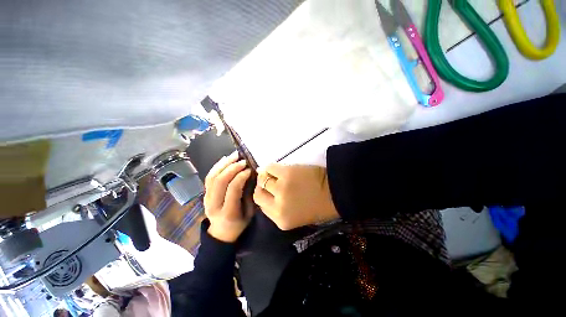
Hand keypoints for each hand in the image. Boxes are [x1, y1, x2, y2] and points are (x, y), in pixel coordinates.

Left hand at [204, 152, 252, 242]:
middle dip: (232, 167)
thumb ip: (249, 194)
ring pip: (212, 177)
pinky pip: (209, 177)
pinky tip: (225, 159)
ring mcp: (206, 199)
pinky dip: (217, 166)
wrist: (222, 233)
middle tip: (243, 160)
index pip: (233, 189)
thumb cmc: (240, 223)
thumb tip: (251, 175)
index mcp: (228, 212)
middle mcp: (214, 205)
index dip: (241, 176)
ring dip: (224, 164)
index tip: (250, 169)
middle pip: (220, 181)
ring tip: (235, 155)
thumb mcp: (250, 212)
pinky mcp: (204, 194)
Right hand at [253, 164, 338, 229]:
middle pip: (259, 194)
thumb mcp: (296, 217)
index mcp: (281, 220)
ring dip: (266, 176)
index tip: (267, 192)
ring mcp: (281, 187)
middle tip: (268, 182)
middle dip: (262, 187)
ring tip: (274, 174)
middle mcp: (278, 205)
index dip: (264, 197)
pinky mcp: (286, 173)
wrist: (335, 192)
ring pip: (263, 179)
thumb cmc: (319, 207)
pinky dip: (271, 167)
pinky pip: (270, 167)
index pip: (261, 206)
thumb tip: (268, 194)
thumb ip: (279, 209)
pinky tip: (277, 169)